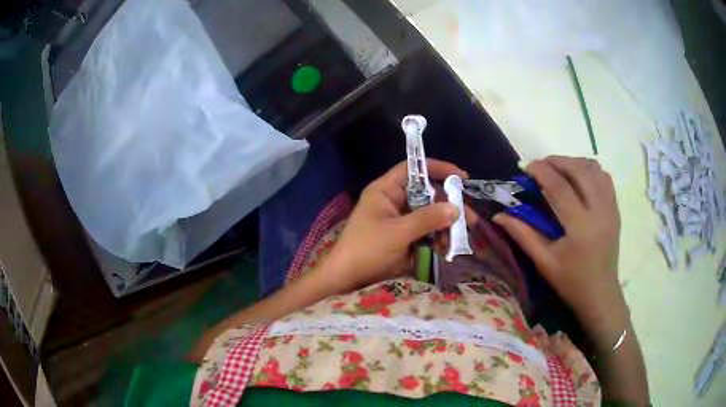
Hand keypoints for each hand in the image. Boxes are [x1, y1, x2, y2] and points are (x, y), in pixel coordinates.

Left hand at [323, 159, 467, 292]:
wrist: (348, 280)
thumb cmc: (366, 250)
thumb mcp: (397, 233)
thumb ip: (427, 219)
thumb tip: (456, 208)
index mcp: (386, 191)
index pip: (413, 169)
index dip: (437, 168)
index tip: (461, 177)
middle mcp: (395, 201)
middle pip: (427, 194)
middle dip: (449, 205)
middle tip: (470, 218)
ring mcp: (401, 220)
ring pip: (430, 215)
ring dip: (446, 226)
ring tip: (459, 238)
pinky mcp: (405, 237)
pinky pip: (427, 232)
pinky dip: (438, 239)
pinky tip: (446, 249)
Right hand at [493, 156, 625, 333]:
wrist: (600, 294)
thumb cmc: (571, 281)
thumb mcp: (544, 262)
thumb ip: (523, 234)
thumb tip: (499, 215)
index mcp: (580, 226)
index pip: (560, 186)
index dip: (541, 171)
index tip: (526, 165)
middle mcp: (599, 211)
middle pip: (580, 170)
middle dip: (558, 161)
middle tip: (541, 165)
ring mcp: (610, 208)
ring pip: (594, 169)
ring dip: (574, 163)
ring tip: (559, 170)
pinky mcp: (615, 209)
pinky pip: (604, 178)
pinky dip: (590, 171)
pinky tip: (578, 180)